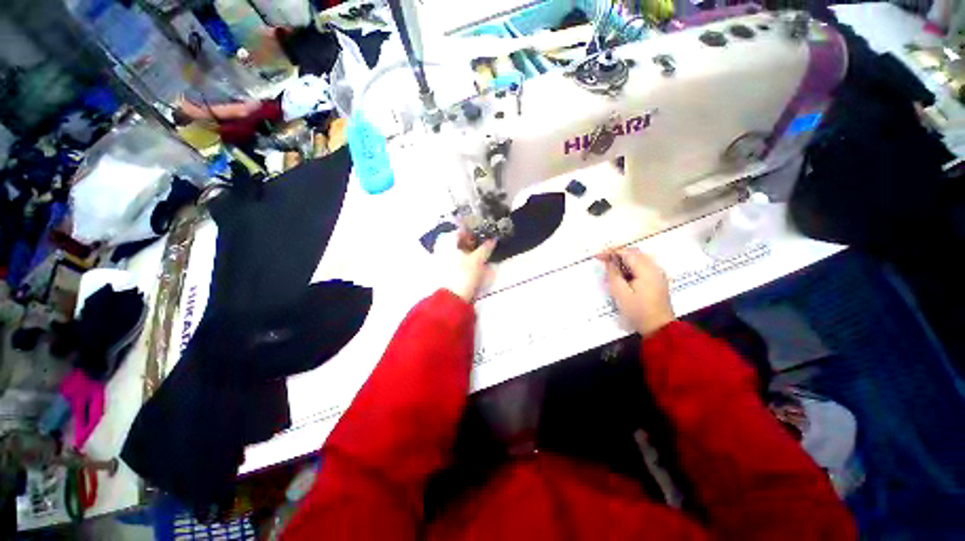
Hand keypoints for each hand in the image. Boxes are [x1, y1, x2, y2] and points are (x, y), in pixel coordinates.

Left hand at [438, 230, 495, 302]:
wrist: (452, 298)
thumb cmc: (464, 274)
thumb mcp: (478, 260)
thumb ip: (486, 248)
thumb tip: (493, 239)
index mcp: (447, 241)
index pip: (461, 230)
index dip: (473, 231)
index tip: (484, 235)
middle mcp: (441, 248)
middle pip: (458, 240)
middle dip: (471, 241)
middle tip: (483, 244)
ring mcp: (440, 259)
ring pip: (456, 251)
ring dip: (468, 251)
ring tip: (479, 255)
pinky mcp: (442, 270)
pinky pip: (454, 260)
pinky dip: (463, 259)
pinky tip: (471, 264)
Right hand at [598, 248, 674, 337]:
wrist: (659, 328)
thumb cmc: (638, 311)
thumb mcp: (620, 293)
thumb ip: (614, 274)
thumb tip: (610, 261)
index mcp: (646, 270)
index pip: (627, 253)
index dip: (611, 252)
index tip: (597, 256)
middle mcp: (654, 268)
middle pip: (634, 253)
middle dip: (617, 253)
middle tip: (601, 259)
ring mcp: (657, 273)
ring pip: (638, 258)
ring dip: (623, 259)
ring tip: (609, 265)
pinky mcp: (657, 280)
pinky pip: (642, 266)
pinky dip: (630, 265)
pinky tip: (621, 273)